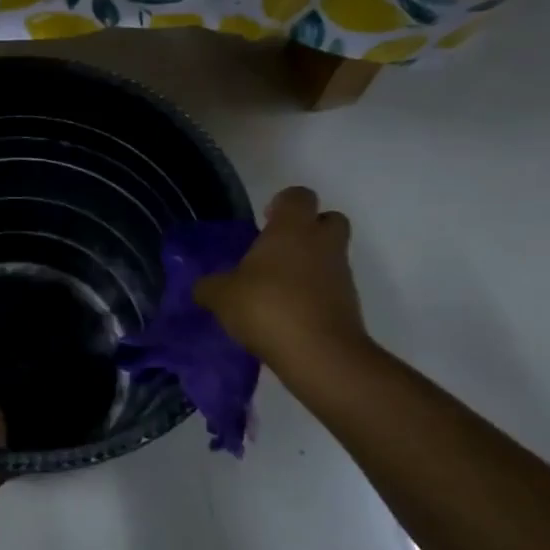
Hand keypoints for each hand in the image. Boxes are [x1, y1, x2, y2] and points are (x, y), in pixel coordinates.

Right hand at [193, 186, 370, 374]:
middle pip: (328, 219)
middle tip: (277, 250)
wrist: (319, 354)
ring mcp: (340, 274)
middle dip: (307, 229)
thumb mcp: (221, 296)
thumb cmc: (267, 307)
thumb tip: (201, 286)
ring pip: (329, 255)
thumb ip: (209, 286)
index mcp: (292, 228)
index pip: (298, 196)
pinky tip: (286, 315)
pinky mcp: (348, 304)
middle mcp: (322, 243)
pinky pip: (330, 288)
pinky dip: (313, 294)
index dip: (282, 203)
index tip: (265, 220)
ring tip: (276, 289)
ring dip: (309, 265)